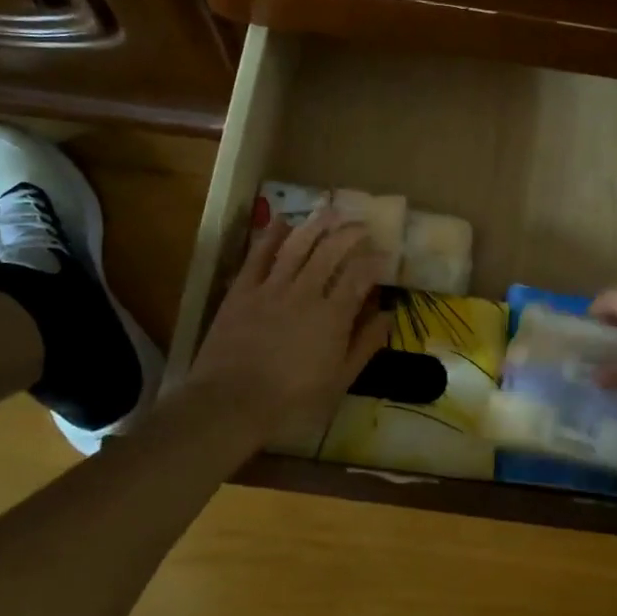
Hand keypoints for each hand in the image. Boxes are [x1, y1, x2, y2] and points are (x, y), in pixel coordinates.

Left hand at [187, 210, 390, 443]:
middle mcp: (306, 292)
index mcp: (333, 316)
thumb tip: (387, 315)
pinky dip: (271, 236)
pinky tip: (282, 221)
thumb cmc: (291, 401)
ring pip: (298, 246)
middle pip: (331, 251)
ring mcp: (271, 288)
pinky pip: (258, 256)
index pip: (360, 275)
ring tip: (331, 211)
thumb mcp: (338, 382)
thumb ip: (364, 345)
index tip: (386, 254)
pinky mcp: (243, 291)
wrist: (229, 404)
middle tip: (362, 225)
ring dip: (317, 225)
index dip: (375, 261)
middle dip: (350, 234)